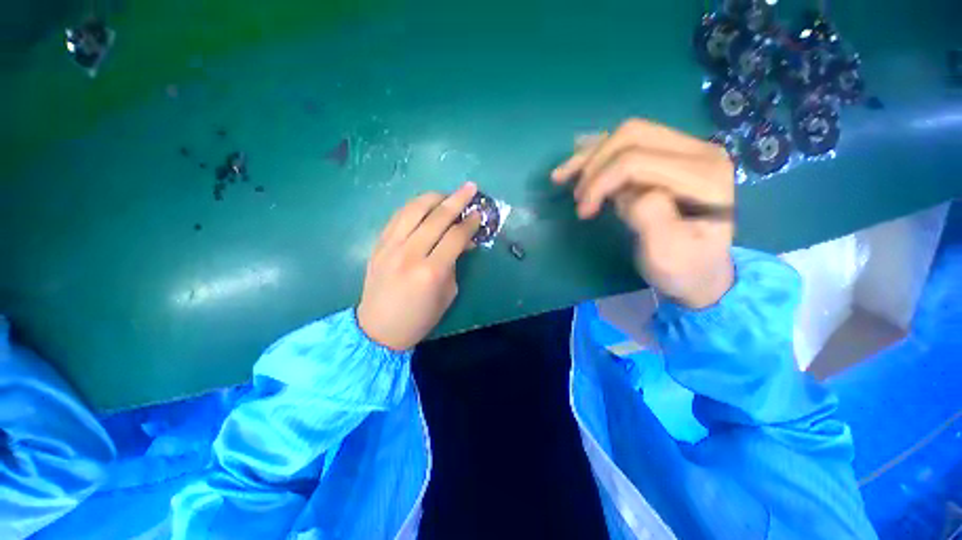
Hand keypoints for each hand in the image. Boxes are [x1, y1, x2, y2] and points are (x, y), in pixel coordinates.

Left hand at [357, 183, 481, 349]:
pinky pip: (397, 217)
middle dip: (457, 199)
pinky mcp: (379, 244)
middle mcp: (410, 253)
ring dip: (434, 197)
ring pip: (414, 210)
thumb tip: (464, 241)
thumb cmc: (420, 317)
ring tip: (447, 194)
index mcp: (431, 271)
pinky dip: (413, 206)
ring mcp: (391, 246)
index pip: (455, 236)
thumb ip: (456, 263)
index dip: (470, 222)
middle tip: (470, 188)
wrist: (378, 328)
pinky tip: (424, 205)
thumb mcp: (448, 293)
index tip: (479, 213)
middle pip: (437, 217)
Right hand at [552, 119, 735, 308]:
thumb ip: (653, 220)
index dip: (601, 182)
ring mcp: (686, 148)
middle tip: (578, 199)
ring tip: (564, 176)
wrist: (700, 271)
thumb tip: (631, 194)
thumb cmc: (682, 267)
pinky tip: (578, 157)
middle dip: (594, 166)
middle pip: (631, 136)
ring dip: (591, 156)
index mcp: (704, 175)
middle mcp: (699, 151)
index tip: (583, 212)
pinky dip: (599, 150)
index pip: (637, 160)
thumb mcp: (667, 255)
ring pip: (627, 134)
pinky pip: (630, 141)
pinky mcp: (669, 154)